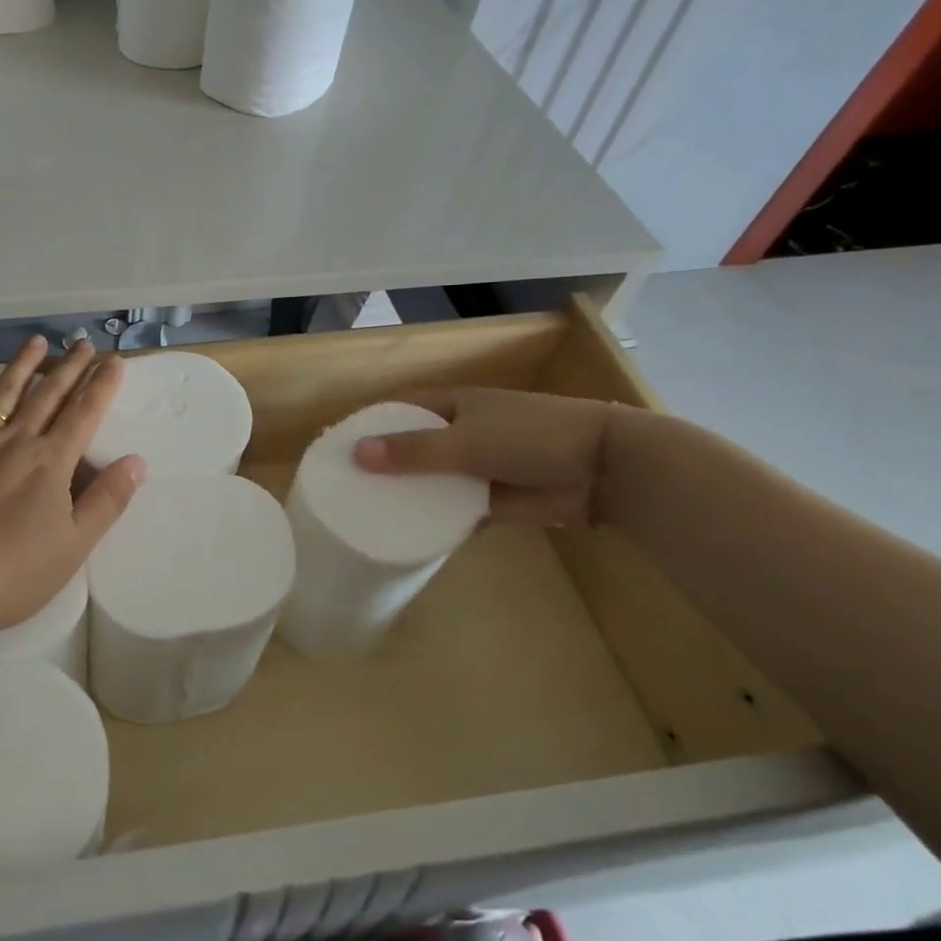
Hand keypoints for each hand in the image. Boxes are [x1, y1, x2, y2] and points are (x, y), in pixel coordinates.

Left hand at [0, 336, 146, 635]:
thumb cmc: (11, 573)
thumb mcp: (73, 546)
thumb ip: (107, 500)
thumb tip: (137, 461)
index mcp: (50, 463)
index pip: (83, 414)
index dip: (101, 385)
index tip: (114, 360)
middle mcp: (14, 441)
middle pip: (48, 395)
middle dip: (70, 367)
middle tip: (84, 342)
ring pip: (4, 392)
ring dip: (24, 364)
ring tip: (38, 340)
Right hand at [351, 387, 615, 526]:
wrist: (604, 470)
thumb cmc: (531, 437)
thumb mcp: (466, 440)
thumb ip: (413, 451)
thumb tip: (356, 455)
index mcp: (452, 405)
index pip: (399, 409)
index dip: (369, 423)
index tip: (337, 445)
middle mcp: (459, 433)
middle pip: (411, 447)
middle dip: (382, 464)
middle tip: (345, 486)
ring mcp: (476, 467)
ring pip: (431, 481)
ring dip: (407, 494)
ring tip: (366, 512)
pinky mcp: (492, 500)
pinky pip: (453, 510)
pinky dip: (435, 520)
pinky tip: (406, 534)